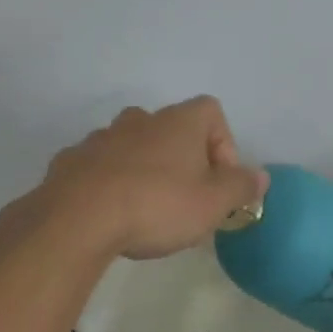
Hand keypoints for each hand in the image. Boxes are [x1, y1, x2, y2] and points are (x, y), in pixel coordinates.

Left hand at [34, 96, 268, 259]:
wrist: (77, 218)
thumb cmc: (156, 205)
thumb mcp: (213, 204)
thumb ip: (241, 186)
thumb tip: (261, 176)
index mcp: (178, 122)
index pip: (212, 113)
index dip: (223, 145)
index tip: (219, 182)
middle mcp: (140, 119)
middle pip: (172, 130)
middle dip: (183, 160)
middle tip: (186, 199)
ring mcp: (102, 137)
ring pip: (134, 146)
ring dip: (145, 169)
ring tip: (146, 210)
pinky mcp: (71, 160)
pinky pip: (101, 165)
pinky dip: (110, 182)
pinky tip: (111, 214)